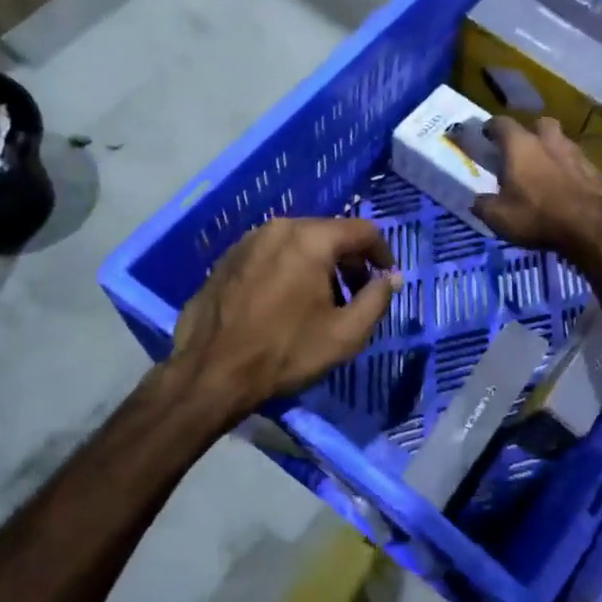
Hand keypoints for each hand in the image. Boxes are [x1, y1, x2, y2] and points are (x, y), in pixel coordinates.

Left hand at [172, 217, 400, 417]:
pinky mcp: (227, 259)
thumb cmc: (285, 352)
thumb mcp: (345, 334)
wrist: (210, 373)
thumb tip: (391, 278)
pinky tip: (286, 304)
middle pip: (329, 233)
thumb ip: (376, 300)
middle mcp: (279, 228)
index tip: (386, 279)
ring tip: (321, 303)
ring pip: (298, 242)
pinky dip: (289, 269)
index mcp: (311, 239)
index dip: (382, 254)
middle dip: (350, 261)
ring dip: (319, 266)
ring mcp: (248, 241)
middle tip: (356, 295)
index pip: (363, 230)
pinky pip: (271, 254)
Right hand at [472, 116, 601, 261]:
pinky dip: (571, 170)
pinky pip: (579, 164)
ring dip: (553, 151)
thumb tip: (478, 201)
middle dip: (530, 133)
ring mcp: (576, 153)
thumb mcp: (499, 217)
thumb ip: (484, 205)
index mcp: (520, 146)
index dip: (491, 127)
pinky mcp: (596, 170)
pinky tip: (568, 187)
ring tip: (546, 170)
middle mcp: (549, 140)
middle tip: (523, 150)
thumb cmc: (537, 216)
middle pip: (539, 124)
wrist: (591, 228)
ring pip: (562, 142)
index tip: (486, 134)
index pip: (501, 123)